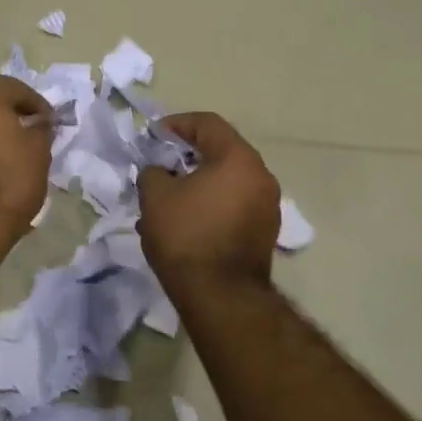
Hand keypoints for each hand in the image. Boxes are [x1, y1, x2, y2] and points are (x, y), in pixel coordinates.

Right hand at [138, 112, 280, 288]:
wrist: (220, 296)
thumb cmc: (187, 236)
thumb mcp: (155, 196)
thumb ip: (153, 171)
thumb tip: (160, 172)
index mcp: (239, 159)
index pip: (208, 124)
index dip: (177, 124)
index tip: (153, 136)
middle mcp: (261, 176)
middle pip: (222, 151)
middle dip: (188, 154)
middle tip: (161, 164)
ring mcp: (268, 206)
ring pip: (229, 180)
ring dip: (200, 181)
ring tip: (170, 196)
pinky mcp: (265, 232)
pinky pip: (235, 203)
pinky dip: (212, 202)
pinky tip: (187, 219)